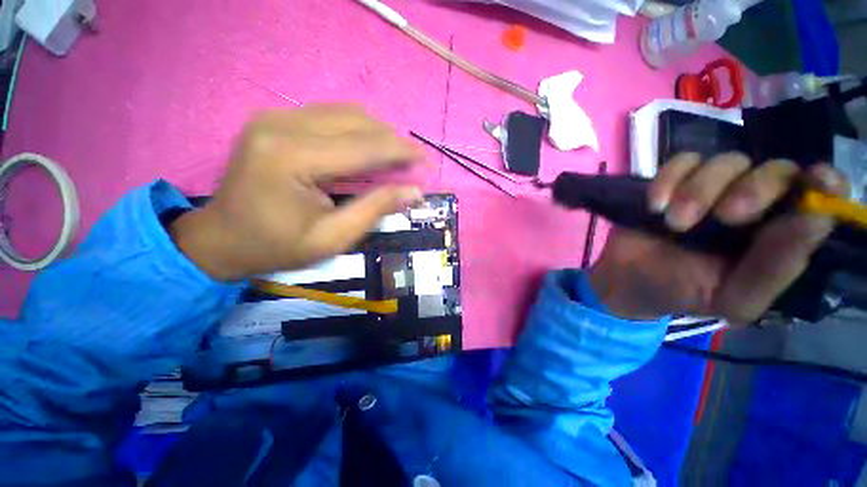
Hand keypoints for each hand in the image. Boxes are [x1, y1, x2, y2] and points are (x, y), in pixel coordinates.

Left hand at [170, 104, 423, 280]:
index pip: (363, 146)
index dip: (400, 152)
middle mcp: (282, 125)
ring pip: (346, 113)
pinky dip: (357, 130)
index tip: (426, 160)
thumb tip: (414, 191)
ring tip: (395, 157)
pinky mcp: (276, 120)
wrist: (221, 239)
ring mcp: (275, 117)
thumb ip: (375, 209)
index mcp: (292, 158)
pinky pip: (330, 116)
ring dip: (377, 134)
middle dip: (392, 141)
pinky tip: (368, 149)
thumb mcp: (333, 238)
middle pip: (357, 122)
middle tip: (413, 163)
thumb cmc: (277, 247)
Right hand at [588, 153, 848, 323]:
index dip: (823, 183)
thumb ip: (773, 269)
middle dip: (755, 189)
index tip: (817, 181)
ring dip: (701, 190)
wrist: (629, 280)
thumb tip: (818, 219)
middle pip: (776, 169)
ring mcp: (712, 188)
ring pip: (727, 161)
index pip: (817, 197)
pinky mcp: (674, 181)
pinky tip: (654, 206)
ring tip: (674, 223)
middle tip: (725, 217)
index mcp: (777, 236)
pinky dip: (668, 180)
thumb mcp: (733, 297)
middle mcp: (754, 204)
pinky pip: (680, 162)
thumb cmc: (683, 293)